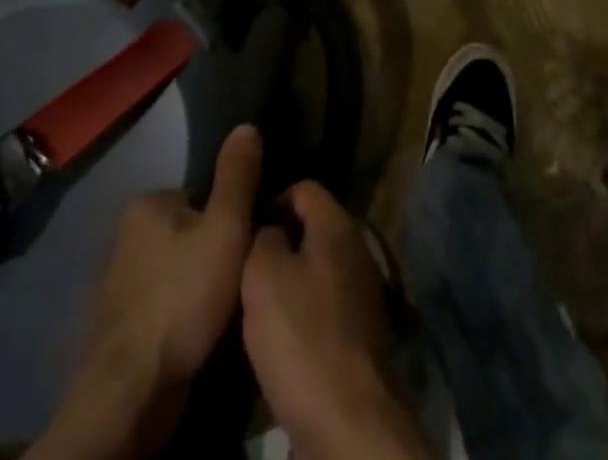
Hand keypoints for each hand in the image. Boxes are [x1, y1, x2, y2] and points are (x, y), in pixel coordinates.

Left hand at [28, 126, 261, 459]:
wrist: (133, 391)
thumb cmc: (183, 297)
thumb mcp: (226, 227)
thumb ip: (238, 176)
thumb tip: (246, 125)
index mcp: (147, 203)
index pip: (201, 197)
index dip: (229, 220)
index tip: (245, 247)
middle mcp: (124, 234)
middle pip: (188, 233)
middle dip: (211, 254)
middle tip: (236, 281)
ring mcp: (116, 281)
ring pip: (175, 271)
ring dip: (195, 287)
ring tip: (219, 312)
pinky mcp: (116, 324)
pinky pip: (160, 305)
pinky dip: (177, 315)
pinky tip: (194, 334)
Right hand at [242, 182, 430, 459]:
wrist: (347, 419)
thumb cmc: (301, 332)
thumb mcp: (263, 273)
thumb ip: (263, 237)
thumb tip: (271, 230)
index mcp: (337, 224)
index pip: (304, 187)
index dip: (271, 199)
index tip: (245, 227)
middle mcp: (356, 249)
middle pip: (312, 229)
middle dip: (279, 243)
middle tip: (245, 266)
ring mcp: (362, 293)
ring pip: (317, 270)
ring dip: (289, 283)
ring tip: (256, 304)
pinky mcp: (360, 335)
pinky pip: (325, 307)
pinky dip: (303, 315)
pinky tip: (280, 339)